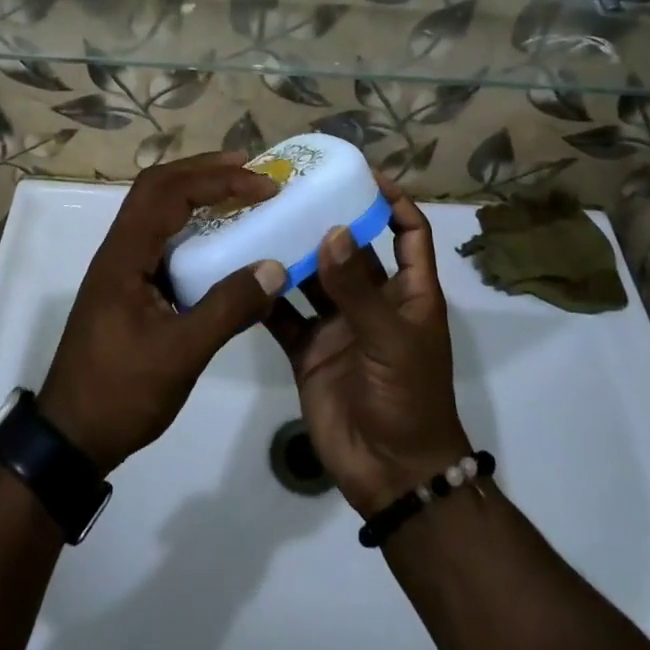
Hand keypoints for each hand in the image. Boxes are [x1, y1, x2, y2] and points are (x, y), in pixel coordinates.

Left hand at [39, 153, 289, 472]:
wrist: (70, 438)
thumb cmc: (121, 392)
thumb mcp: (180, 354)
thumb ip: (228, 308)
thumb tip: (274, 268)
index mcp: (125, 256)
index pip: (169, 193)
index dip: (217, 181)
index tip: (262, 185)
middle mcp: (119, 249)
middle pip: (158, 186)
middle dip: (204, 170)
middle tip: (250, 167)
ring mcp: (122, 267)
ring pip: (157, 208)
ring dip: (196, 190)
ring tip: (238, 188)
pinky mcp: (129, 285)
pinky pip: (162, 235)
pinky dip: (192, 221)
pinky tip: (218, 235)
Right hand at [264, 178, 471, 517]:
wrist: (391, 475)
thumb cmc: (408, 399)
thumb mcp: (390, 339)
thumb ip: (357, 289)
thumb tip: (332, 231)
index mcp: (408, 292)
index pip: (408, 232)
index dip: (394, 201)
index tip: (363, 175)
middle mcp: (372, 301)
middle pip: (352, 249)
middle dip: (328, 220)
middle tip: (293, 190)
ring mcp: (338, 325)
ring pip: (312, 278)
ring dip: (292, 253)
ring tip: (260, 220)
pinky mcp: (308, 350)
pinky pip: (285, 315)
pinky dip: (266, 296)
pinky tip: (241, 271)